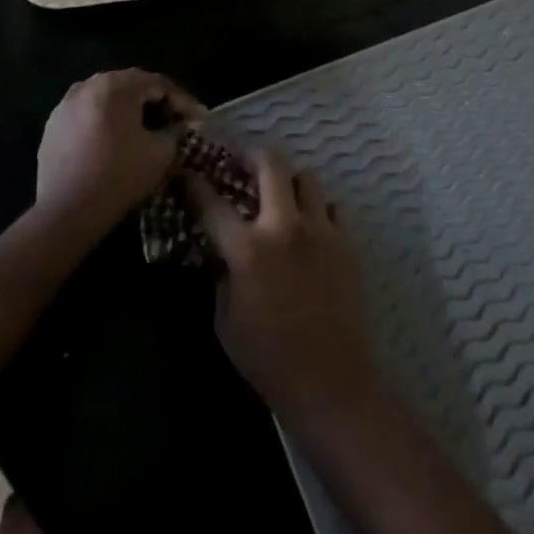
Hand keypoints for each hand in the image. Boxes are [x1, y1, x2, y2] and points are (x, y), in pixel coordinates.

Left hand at [36, 70, 200, 232]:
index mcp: (116, 86)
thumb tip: (179, 125)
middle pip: (132, 85)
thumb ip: (175, 131)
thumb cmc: (119, 177)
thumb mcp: (160, 153)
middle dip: (156, 102)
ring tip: (145, 129)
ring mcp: (66, 103)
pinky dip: (105, 120)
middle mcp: (89, 85)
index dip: (183, 102)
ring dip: (129, 109)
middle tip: (174, 121)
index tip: (198, 120)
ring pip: (108, 97)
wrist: (66, 212)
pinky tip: (114, 141)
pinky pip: (88, 112)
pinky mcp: (53, 124)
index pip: (159, 84)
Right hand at [188, 152, 380, 421]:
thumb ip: (220, 276)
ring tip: (281, 196)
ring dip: (289, 181)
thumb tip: (221, 252)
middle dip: (252, 156)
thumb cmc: (267, 357)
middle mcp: (284, 226)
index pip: (213, 203)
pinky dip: (316, 211)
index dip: (196, 184)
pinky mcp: (345, 241)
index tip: (188, 173)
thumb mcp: (224, 320)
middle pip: (271, 164)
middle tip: (243, 163)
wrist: (329, 378)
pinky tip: (309, 229)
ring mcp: (320, 230)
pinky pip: (330, 208)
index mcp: (247, 248)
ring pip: (306, 177)